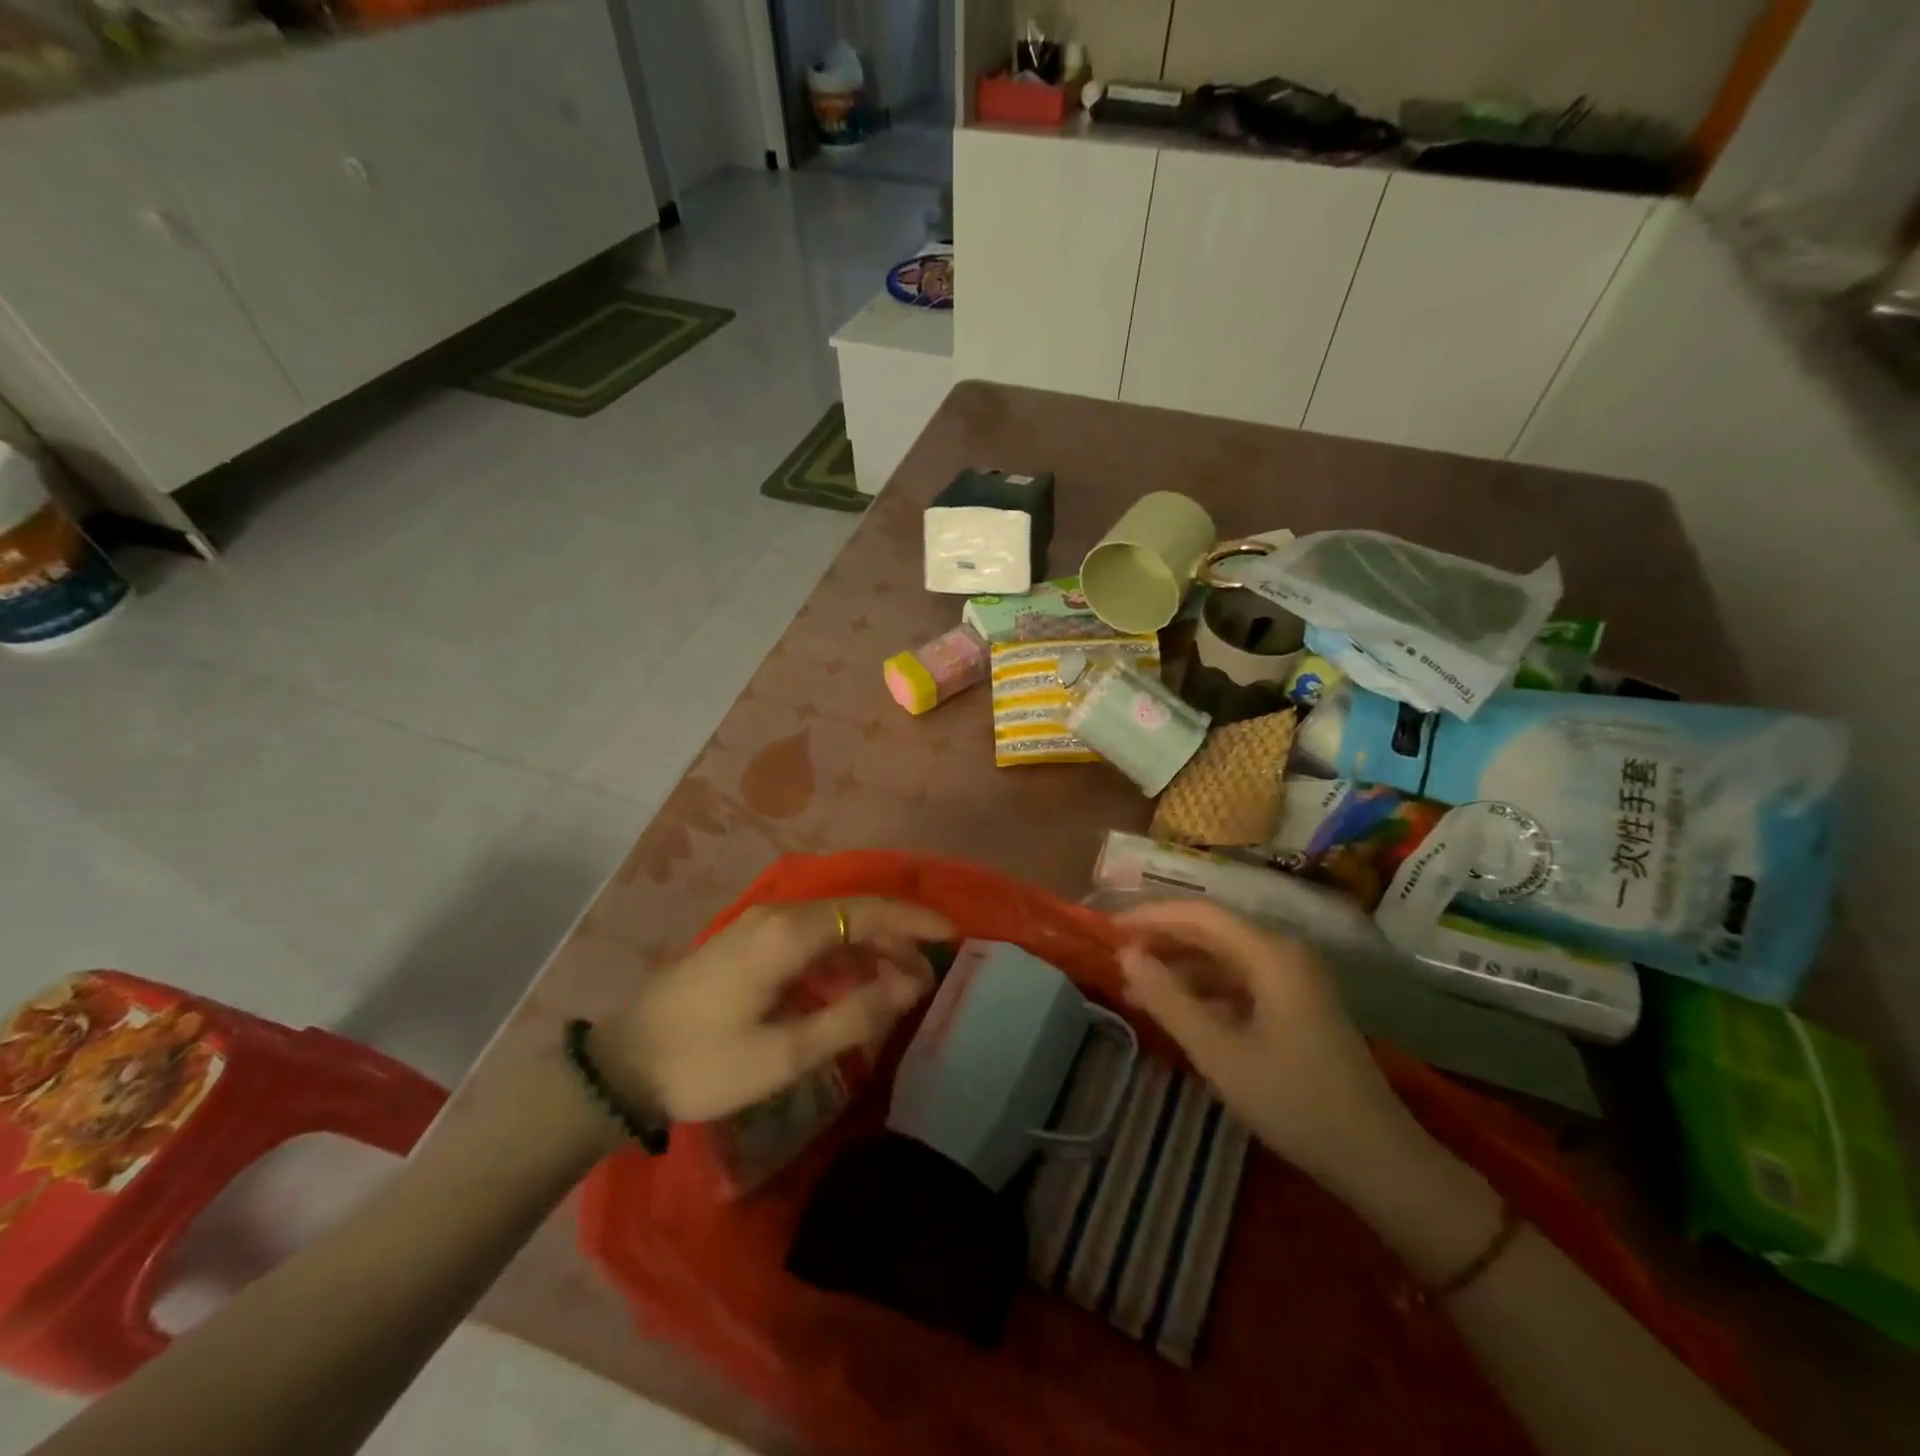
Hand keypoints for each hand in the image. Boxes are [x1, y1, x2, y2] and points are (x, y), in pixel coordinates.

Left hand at [591, 897, 953, 1122]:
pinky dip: (841, 955)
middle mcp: (777, 915)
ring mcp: (758, 925)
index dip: (914, 921)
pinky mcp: (747, 941)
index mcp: (788, 934)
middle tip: (929, 976)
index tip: (952, 935)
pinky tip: (853, 985)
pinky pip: (810, 937)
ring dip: (870, 948)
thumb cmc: (705, 1063)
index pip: (868, 912)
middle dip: (896, 938)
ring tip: (900, 984)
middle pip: (853, 913)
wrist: (622, 1065)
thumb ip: (853, 1016)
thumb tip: (910, 985)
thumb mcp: (785, 1054)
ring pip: (832, 924)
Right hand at [1114, 899, 1421, 1187]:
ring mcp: (1295, 980)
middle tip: (1118, 957)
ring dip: (1181, 969)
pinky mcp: (1297, 1006)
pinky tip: (1178, 1012)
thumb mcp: (1219, 1052)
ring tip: (1137, 987)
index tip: (1110, 929)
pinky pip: (1241, 982)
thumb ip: (1168, 1000)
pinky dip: (1206, 991)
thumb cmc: (1294, 1100)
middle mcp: (1284, 954)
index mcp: (1271, 954)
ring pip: (1225, 958)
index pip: (1199, 915)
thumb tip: (1126, 956)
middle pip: (1212, 931)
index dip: (1151, 916)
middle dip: (1163, 941)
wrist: (1377, 1158)